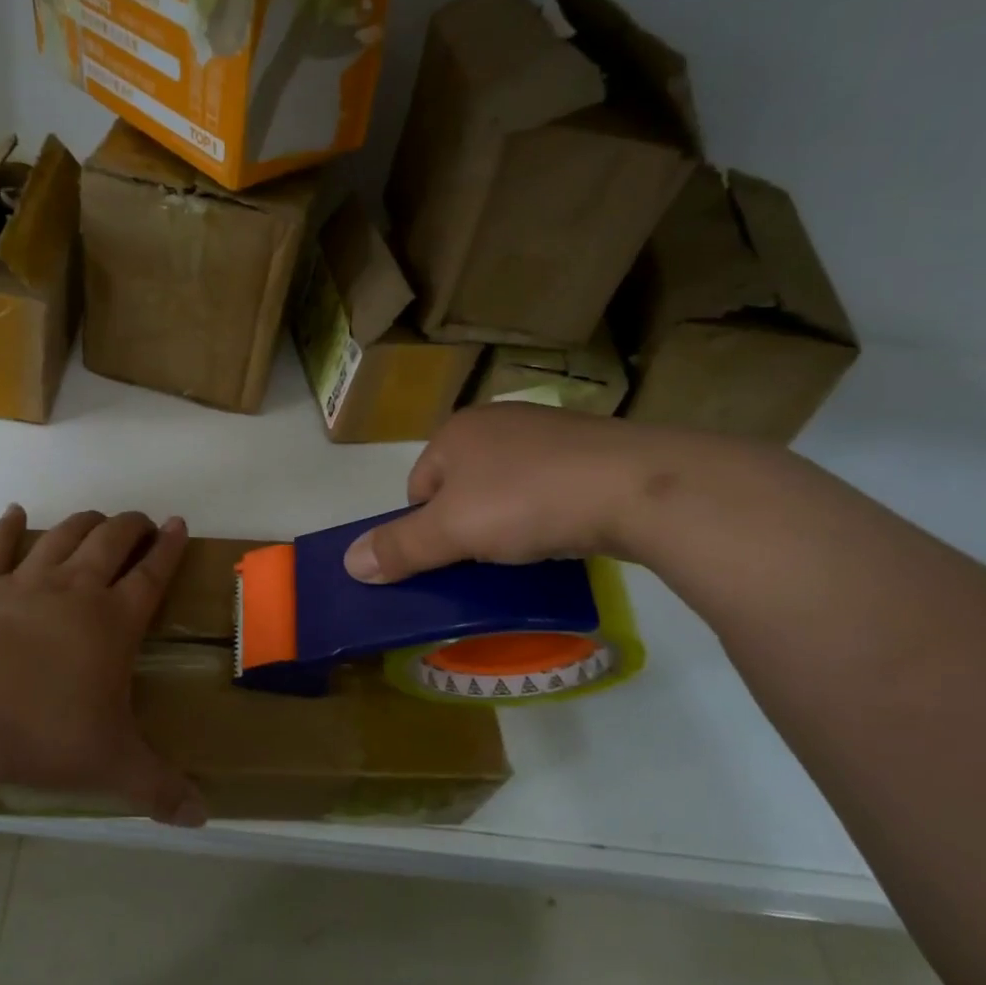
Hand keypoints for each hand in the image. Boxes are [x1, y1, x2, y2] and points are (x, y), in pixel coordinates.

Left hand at [0, 505, 205, 826]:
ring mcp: (24, 584)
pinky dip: (6, 527)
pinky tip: (12, 512)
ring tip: (95, 517)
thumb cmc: (43, 730)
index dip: (168, 548)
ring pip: (62, 537)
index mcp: (112, 621)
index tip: (177, 523)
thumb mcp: (110, 764)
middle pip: (109, 541)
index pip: (151, 574)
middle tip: (140, 521)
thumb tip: (202, 819)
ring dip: (83, 522)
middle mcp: (74, 590)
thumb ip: (158, 788)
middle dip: (130, 526)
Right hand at [342, 404, 726, 582]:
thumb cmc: (527, 501)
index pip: (417, 486)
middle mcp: (497, 421)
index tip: (450, 558)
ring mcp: (547, 431)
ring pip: (506, 486)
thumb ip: (399, 547)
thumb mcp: (452, 531)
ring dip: (508, 520)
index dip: (424, 528)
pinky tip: (563, 534)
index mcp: (456, 432)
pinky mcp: (590, 449)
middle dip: (467, 524)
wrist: (637, 486)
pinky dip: (547, 513)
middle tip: (486, 559)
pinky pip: (548, 486)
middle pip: (461, 486)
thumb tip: (348, 562)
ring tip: (528, 551)